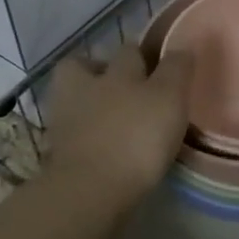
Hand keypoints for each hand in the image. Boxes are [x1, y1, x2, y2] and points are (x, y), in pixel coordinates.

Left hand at [42, 44, 192, 213]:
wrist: (91, 191)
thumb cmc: (135, 137)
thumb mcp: (168, 97)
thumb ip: (176, 70)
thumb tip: (182, 47)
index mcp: (116, 70)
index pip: (130, 51)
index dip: (143, 54)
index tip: (157, 64)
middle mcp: (85, 86)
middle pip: (85, 67)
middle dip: (101, 71)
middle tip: (125, 87)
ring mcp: (65, 120)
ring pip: (73, 100)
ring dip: (89, 104)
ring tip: (113, 119)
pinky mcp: (57, 152)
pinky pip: (72, 134)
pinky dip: (85, 135)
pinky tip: (102, 146)